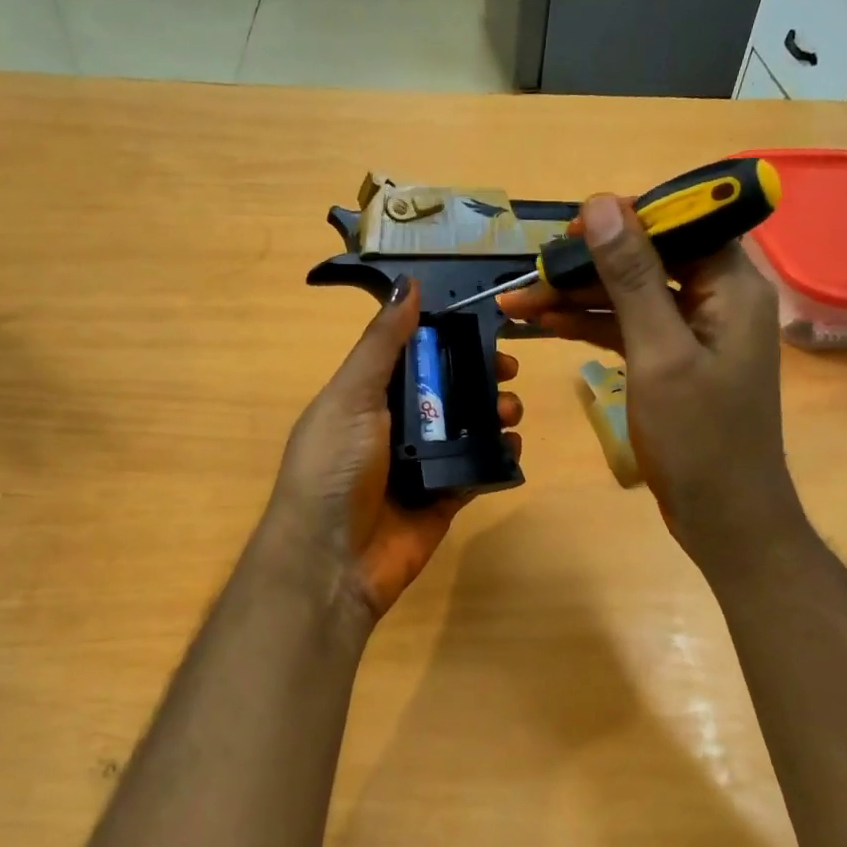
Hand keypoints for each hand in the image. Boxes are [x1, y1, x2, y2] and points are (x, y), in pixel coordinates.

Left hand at [266, 278, 522, 620]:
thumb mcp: (352, 396)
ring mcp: (421, 466)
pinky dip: (499, 456)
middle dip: (480, 376)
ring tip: (511, 411)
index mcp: (366, 397)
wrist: (332, 561)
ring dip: (495, 413)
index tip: (485, 328)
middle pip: (447, 390)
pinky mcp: (444, 500)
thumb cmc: (335, 468)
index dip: (448, 339)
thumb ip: (382, 343)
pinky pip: (478, 470)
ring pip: (468, 428)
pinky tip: (513, 446)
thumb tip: (408, 285)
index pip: (413, 356)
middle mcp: (394, 427)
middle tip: (509, 372)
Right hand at [498, 195, 800, 570]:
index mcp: (732, 285)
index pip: (680, 222)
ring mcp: (694, 332)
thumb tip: (602, 205)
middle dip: (587, 265)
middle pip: (647, 259)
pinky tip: (544, 325)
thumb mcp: (659, 352)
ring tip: (517, 302)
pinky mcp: (674, 361)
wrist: (724, 516)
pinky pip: (629, 328)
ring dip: (577, 298)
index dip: (624, 219)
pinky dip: (590, 327)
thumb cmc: (698, 437)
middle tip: (529, 272)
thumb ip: (632, 277)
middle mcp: (718, 298)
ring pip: (630, 295)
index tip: (569, 231)